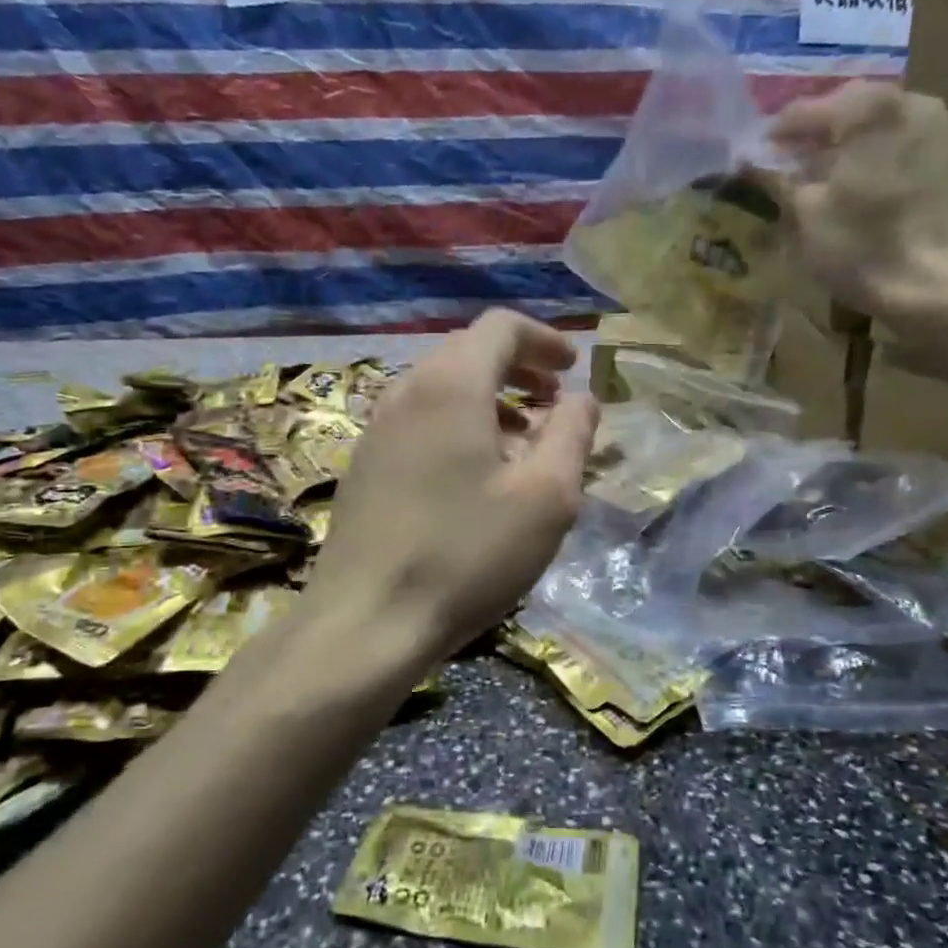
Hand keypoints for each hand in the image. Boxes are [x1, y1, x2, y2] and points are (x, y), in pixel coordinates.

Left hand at [304, 311, 598, 663]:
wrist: (366, 620)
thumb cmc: (466, 553)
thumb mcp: (545, 496)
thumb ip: (572, 434)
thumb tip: (582, 398)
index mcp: (450, 384)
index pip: (500, 327)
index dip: (544, 339)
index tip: (573, 369)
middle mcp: (405, 391)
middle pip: (468, 353)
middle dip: (519, 369)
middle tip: (554, 403)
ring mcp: (377, 429)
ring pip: (442, 390)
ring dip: (489, 401)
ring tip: (524, 442)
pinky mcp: (364, 466)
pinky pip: (419, 422)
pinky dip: (458, 426)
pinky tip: (476, 476)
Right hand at [769, 82, 947, 318]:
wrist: (938, 282)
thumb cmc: (863, 245)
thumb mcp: (806, 214)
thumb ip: (780, 179)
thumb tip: (755, 163)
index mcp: (867, 108)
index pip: (803, 111)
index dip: (773, 136)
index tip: (751, 159)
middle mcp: (907, 101)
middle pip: (844, 111)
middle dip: (811, 137)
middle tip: (782, 166)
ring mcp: (935, 126)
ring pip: (873, 127)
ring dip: (842, 147)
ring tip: (814, 179)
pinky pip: (895, 145)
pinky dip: (868, 158)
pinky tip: (849, 188)